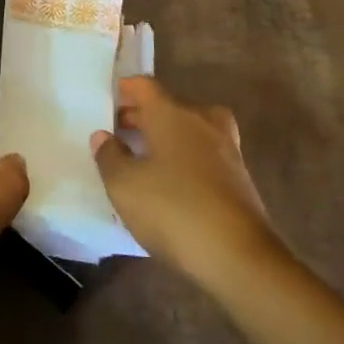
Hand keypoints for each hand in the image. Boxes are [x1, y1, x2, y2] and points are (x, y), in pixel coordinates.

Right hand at [91, 76, 279, 286]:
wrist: (240, 257)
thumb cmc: (174, 211)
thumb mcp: (125, 187)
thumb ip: (109, 157)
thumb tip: (103, 136)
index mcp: (171, 114)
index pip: (145, 86)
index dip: (126, 89)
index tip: (111, 99)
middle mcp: (201, 122)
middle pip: (169, 105)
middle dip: (144, 114)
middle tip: (122, 131)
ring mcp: (225, 149)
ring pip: (192, 128)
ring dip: (170, 135)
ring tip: (149, 156)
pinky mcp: (239, 178)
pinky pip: (206, 154)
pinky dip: (189, 158)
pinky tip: (175, 183)